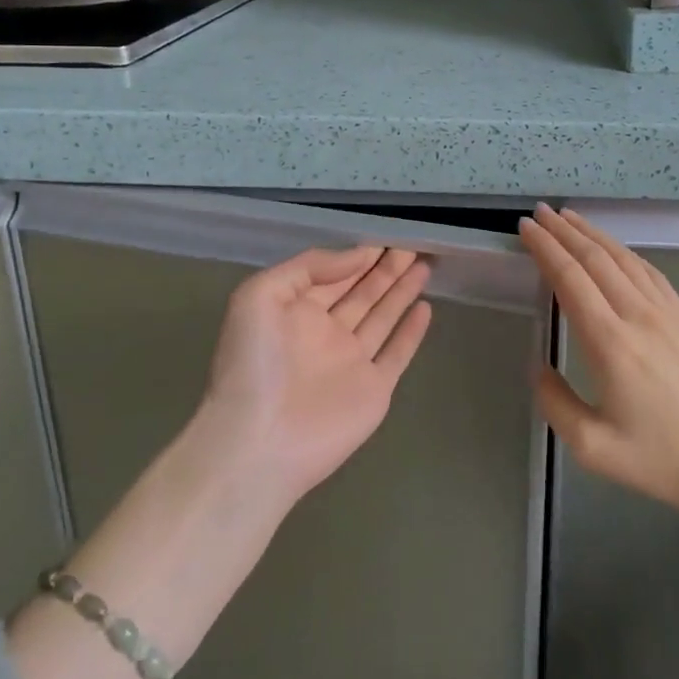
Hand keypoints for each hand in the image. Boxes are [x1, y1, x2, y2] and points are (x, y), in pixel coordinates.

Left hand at [200, 246, 433, 502]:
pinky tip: (426, 307)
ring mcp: (351, 362)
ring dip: (402, 290)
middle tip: (412, 243)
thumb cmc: (253, 363)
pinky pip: (397, 353)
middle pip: (362, 291)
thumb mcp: (260, 295)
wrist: (259, 442)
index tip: (385, 236)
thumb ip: (310, 267)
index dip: (357, 255)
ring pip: (383, 316)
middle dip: (385, 268)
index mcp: (295, 311)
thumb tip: (357, 254)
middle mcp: (325, 333)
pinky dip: (412, 332)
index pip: (333, 275)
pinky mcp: (374, 389)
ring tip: (424, 262)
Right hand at [520, 205, 678, 521]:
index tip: (525, 228)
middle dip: (563, 231)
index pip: (570, 278)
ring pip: (623, 258)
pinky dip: (624, 251)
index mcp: (610, 343)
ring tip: (568, 217)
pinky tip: (614, 249)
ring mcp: (666, 313)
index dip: (545, 248)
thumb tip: (539, 368)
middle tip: (539, 212)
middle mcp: (637, 315)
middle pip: (594, 258)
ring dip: (592, 234)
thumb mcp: (595, 448)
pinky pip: (649, 271)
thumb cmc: (664, 460)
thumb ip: (556, 404)